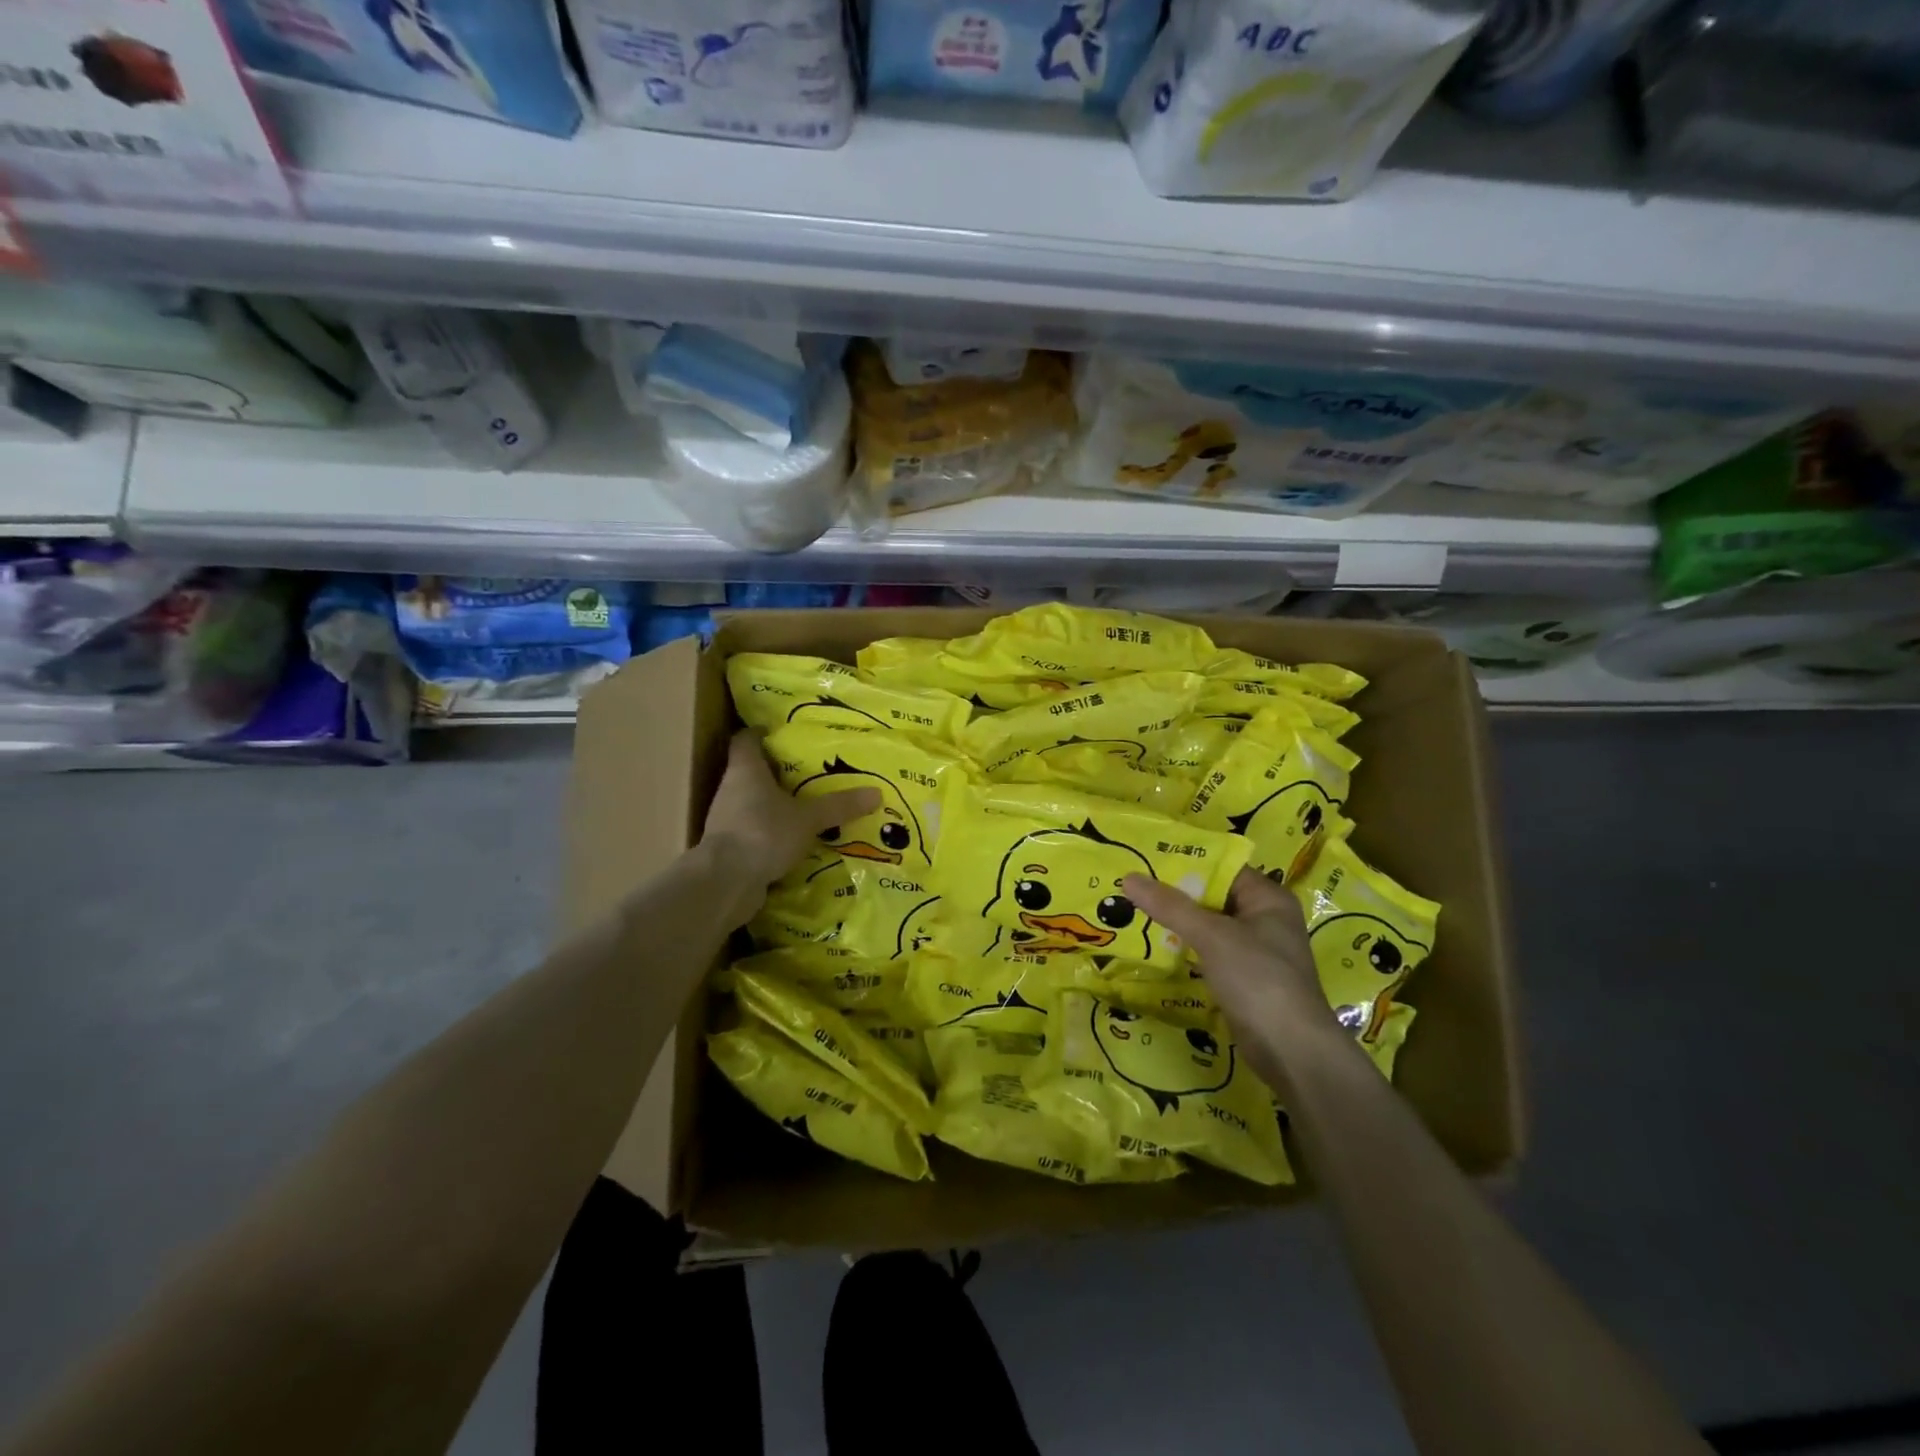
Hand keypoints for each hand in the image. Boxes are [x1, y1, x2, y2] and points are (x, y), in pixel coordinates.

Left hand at [701, 730, 880, 890]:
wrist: (725, 882)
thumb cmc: (764, 832)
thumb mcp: (808, 818)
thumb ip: (838, 806)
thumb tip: (876, 793)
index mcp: (745, 769)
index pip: (746, 739)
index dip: (761, 733)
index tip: (781, 733)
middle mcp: (730, 789)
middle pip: (751, 771)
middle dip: (777, 772)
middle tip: (808, 772)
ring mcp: (726, 820)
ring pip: (752, 803)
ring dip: (774, 805)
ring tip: (806, 807)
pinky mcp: (729, 847)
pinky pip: (753, 831)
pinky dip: (771, 832)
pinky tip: (794, 840)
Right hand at [1123, 869, 1336, 1068]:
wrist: (1291, 1051)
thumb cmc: (1258, 979)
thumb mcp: (1212, 935)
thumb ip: (1171, 906)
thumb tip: (1128, 877)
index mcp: (1268, 898)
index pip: (1222, 868)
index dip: (1185, 862)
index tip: (1146, 858)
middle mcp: (1264, 919)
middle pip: (1213, 896)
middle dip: (1175, 894)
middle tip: (1131, 885)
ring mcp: (1255, 951)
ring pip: (1208, 926)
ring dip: (1176, 923)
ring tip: (1133, 911)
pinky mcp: (1244, 979)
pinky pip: (1208, 952)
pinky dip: (1185, 949)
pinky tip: (1153, 947)